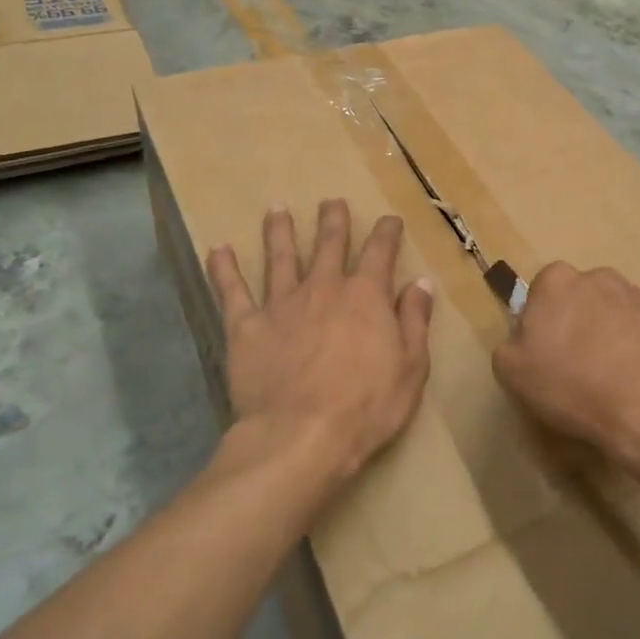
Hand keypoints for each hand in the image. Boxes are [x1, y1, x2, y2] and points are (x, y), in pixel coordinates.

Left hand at [206, 200, 433, 495]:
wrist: (301, 436)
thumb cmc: (367, 407)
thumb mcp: (411, 367)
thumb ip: (414, 321)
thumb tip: (421, 282)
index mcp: (366, 296)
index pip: (380, 252)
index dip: (387, 233)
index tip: (390, 220)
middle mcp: (324, 288)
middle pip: (329, 244)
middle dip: (333, 221)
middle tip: (332, 202)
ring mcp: (281, 304)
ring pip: (280, 257)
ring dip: (280, 231)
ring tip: (277, 210)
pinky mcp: (246, 326)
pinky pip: (231, 291)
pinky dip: (224, 269)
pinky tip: (218, 249)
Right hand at [493, 262, 639, 499]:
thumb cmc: (572, 384)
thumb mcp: (511, 371)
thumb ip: (511, 345)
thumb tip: (525, 341)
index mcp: (559, 281)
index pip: (542, 290)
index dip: (540, 321)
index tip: (542, 352)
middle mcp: (603, 279)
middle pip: (583, 298)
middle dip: (579, 323)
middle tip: (575, 366)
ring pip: (619, 315)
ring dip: (613, 337)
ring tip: (611, 381)